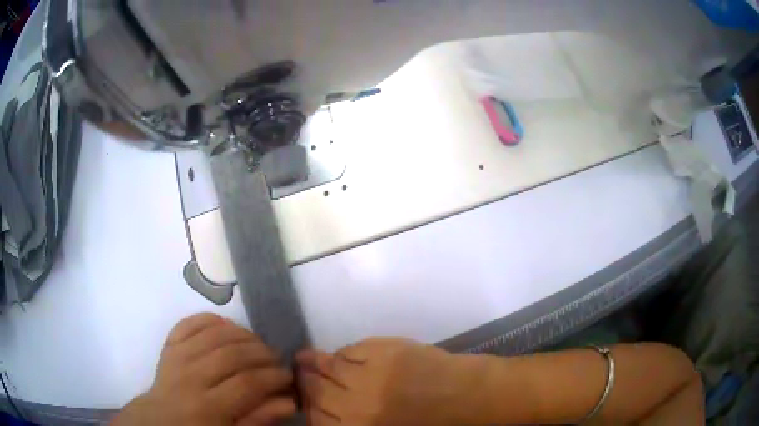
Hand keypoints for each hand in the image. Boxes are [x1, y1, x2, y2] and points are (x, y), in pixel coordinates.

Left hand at [112, 313, 294, 425]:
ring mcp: (177, 356)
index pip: (247, 383)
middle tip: (276, 360)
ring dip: (243, 334)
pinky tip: (228, 327)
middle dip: (262, 354)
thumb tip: (288, 400)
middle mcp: (190, 377)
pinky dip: (211, 319)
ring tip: (258, 345)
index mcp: (207, 407)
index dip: (273, 377)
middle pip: (232, 354)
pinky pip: (190, 322)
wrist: (161, 420)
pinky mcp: (169, 344)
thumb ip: (258, 419)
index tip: (288, 376)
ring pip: (214, 334)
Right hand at [297, 338, 476, 425]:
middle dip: (305, 382)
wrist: (467, 398)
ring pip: (330, 367)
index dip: (307, 405)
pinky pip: (352, 350)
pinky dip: (345, 353)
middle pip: (317, 390)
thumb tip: (321, 407)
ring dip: (317, 363)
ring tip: (308, 358)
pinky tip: (344, 355)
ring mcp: (371, 378)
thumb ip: (350, 420)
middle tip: (299, 373)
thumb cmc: (428, 423)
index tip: (303, 397)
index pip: (317, 418)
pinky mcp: (385, 353)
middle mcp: (358, 407)